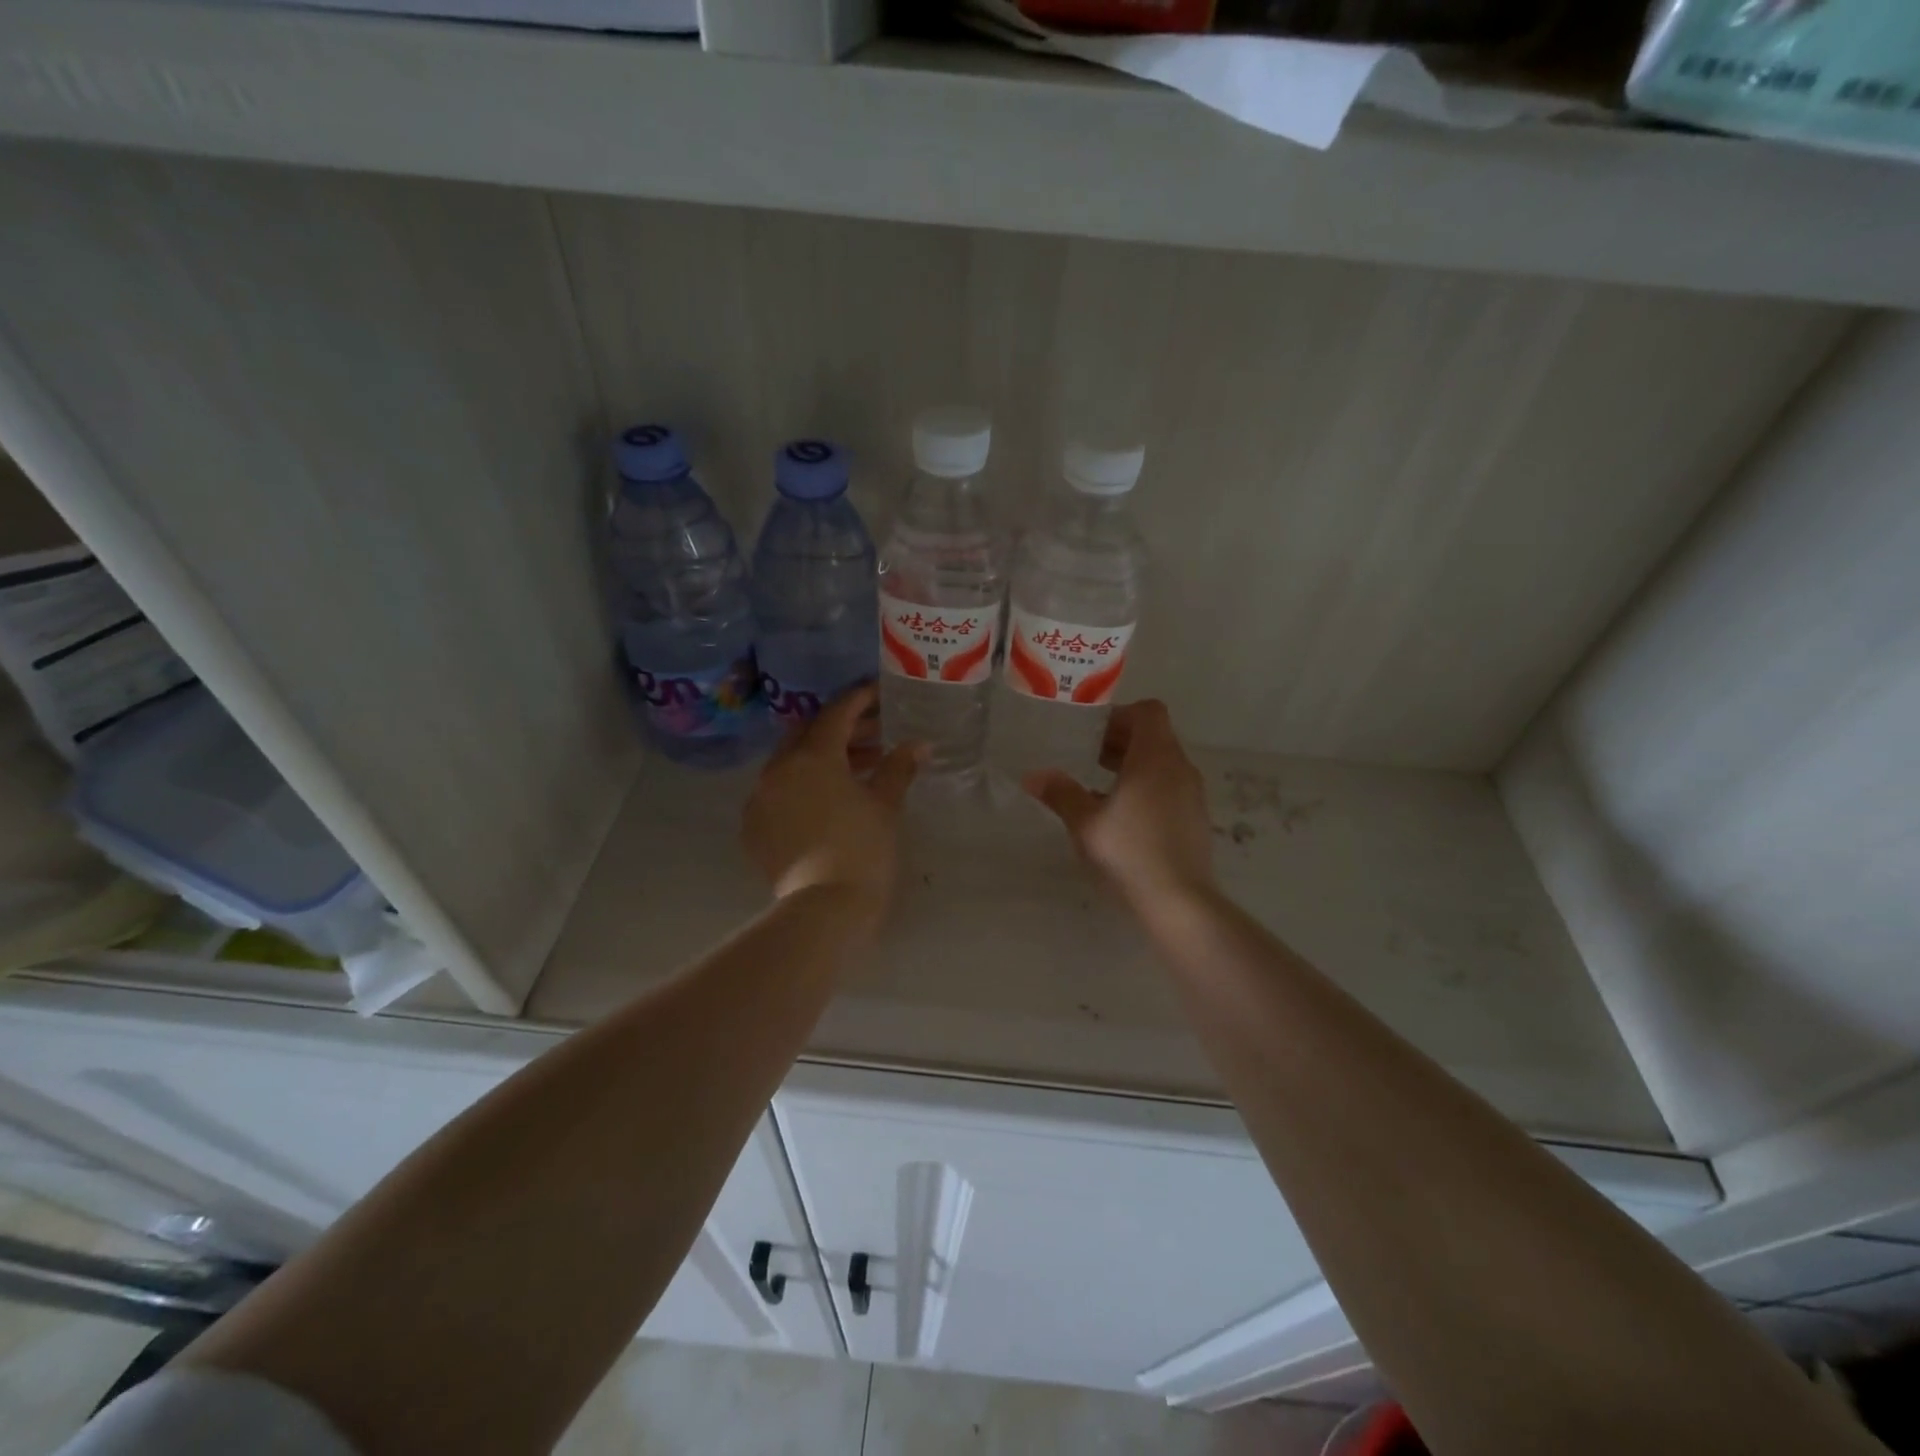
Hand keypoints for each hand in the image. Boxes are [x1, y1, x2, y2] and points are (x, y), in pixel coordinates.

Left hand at [742, 684, 921, 921]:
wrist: (824, 908)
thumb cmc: (863, 849)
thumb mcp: (886, 804)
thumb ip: (898, 767)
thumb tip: (918, 744)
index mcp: (812, 756)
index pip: (836, 714)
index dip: (859, 700)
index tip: (877, 693)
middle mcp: (778, 769)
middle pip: (808, 734)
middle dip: (840, 730)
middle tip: (873, 735)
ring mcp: (760, 798)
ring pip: (790, 763)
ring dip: (821, 759)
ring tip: (856, 770)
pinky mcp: (753, 827)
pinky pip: (777, 792)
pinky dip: (800, 786)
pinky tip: (824, 801)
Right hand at [1023, 699, 1215, 907]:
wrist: (1179, 901)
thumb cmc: (1129, 852)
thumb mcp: (1085, 823)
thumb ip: (1060, 794)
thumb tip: (1032, 776)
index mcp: (1155, 758)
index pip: (1148, 712)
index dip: (1120, 714)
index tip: (1092, 732)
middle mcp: (1180, 768)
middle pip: (1155, 736)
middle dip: (1121, 740)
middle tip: (1087, 755)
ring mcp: (1192, 794)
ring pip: (1162, 763)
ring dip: (1133, 765)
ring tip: (1099, 784)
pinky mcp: (1195, 818)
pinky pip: (1169, 787)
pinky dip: (1146, 787)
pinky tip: (1120, 815)